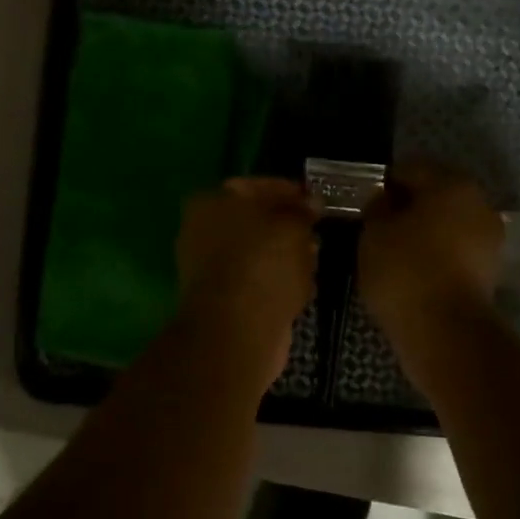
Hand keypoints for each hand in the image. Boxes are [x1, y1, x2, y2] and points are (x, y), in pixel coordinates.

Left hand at [175, 177, 318, 383]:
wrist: (237, 331)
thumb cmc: (262, 264)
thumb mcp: (291, 225)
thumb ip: (302, 209)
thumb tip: (311, 202)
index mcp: (210, 203)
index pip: (254, 186)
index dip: (288, 190)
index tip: (316, 199)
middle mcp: (202, 232)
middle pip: (254, 221)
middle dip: (288, 225)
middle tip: (317, 229)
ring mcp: (210, 269)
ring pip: (257, 252)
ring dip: (286, 253)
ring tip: (315, 257)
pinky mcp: (223, 300)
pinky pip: (257, 280)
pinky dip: (278, 280)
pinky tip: (303, 285)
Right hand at [358, 162, 503, 338]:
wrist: (444, 329)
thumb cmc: (404, 269)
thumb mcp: (374, 231)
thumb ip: (377, 207)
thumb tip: (386, 200)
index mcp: (451, 183)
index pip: (410, 170)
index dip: (384, 185)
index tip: (366, 205)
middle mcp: (478, 202)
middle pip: (434, 195)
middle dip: (408, 208)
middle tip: (378, 229)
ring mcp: (489, 237)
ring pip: (446, 223)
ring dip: (424, 232)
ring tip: (394, 253)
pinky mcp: (490, 269)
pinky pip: (455, 250)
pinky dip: (436, 255)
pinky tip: (414, 272)